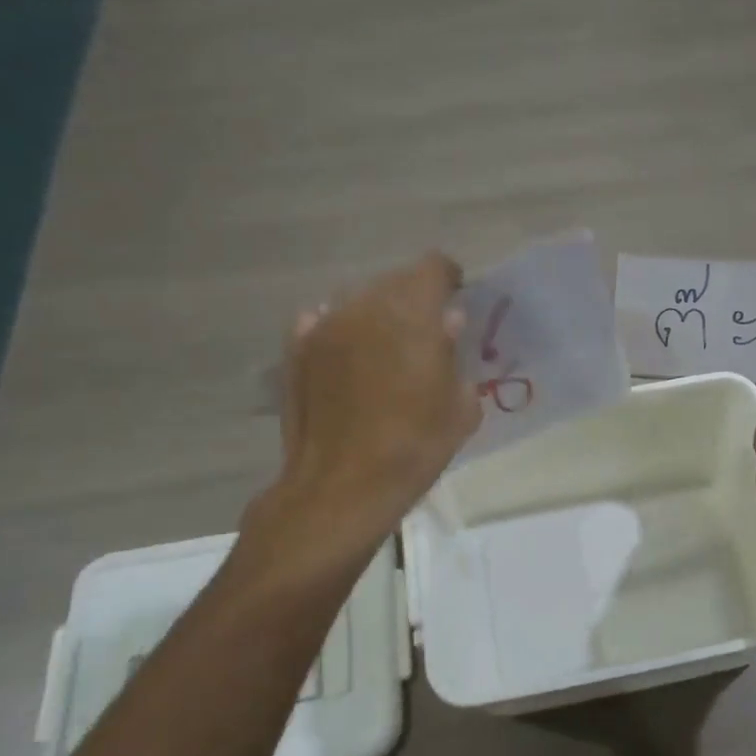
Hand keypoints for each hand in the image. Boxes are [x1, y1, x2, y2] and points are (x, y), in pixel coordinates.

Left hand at [273, 251, 482, 525]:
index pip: (433, 268)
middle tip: (424, 333)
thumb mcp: (459, 407)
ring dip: (377, 315)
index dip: (449, 279)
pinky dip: (341, 331)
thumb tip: (448, 323)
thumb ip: (455, 353)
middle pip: (394, 281)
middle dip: (414, 299)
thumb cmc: (413, 448)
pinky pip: (324, 321)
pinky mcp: (296, 349)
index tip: (456, 299)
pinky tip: (348, 360)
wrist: (341, 487)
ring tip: (385, 351)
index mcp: (412, 314)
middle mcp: (365, 306)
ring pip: (359, 300)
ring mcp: (325, 325)